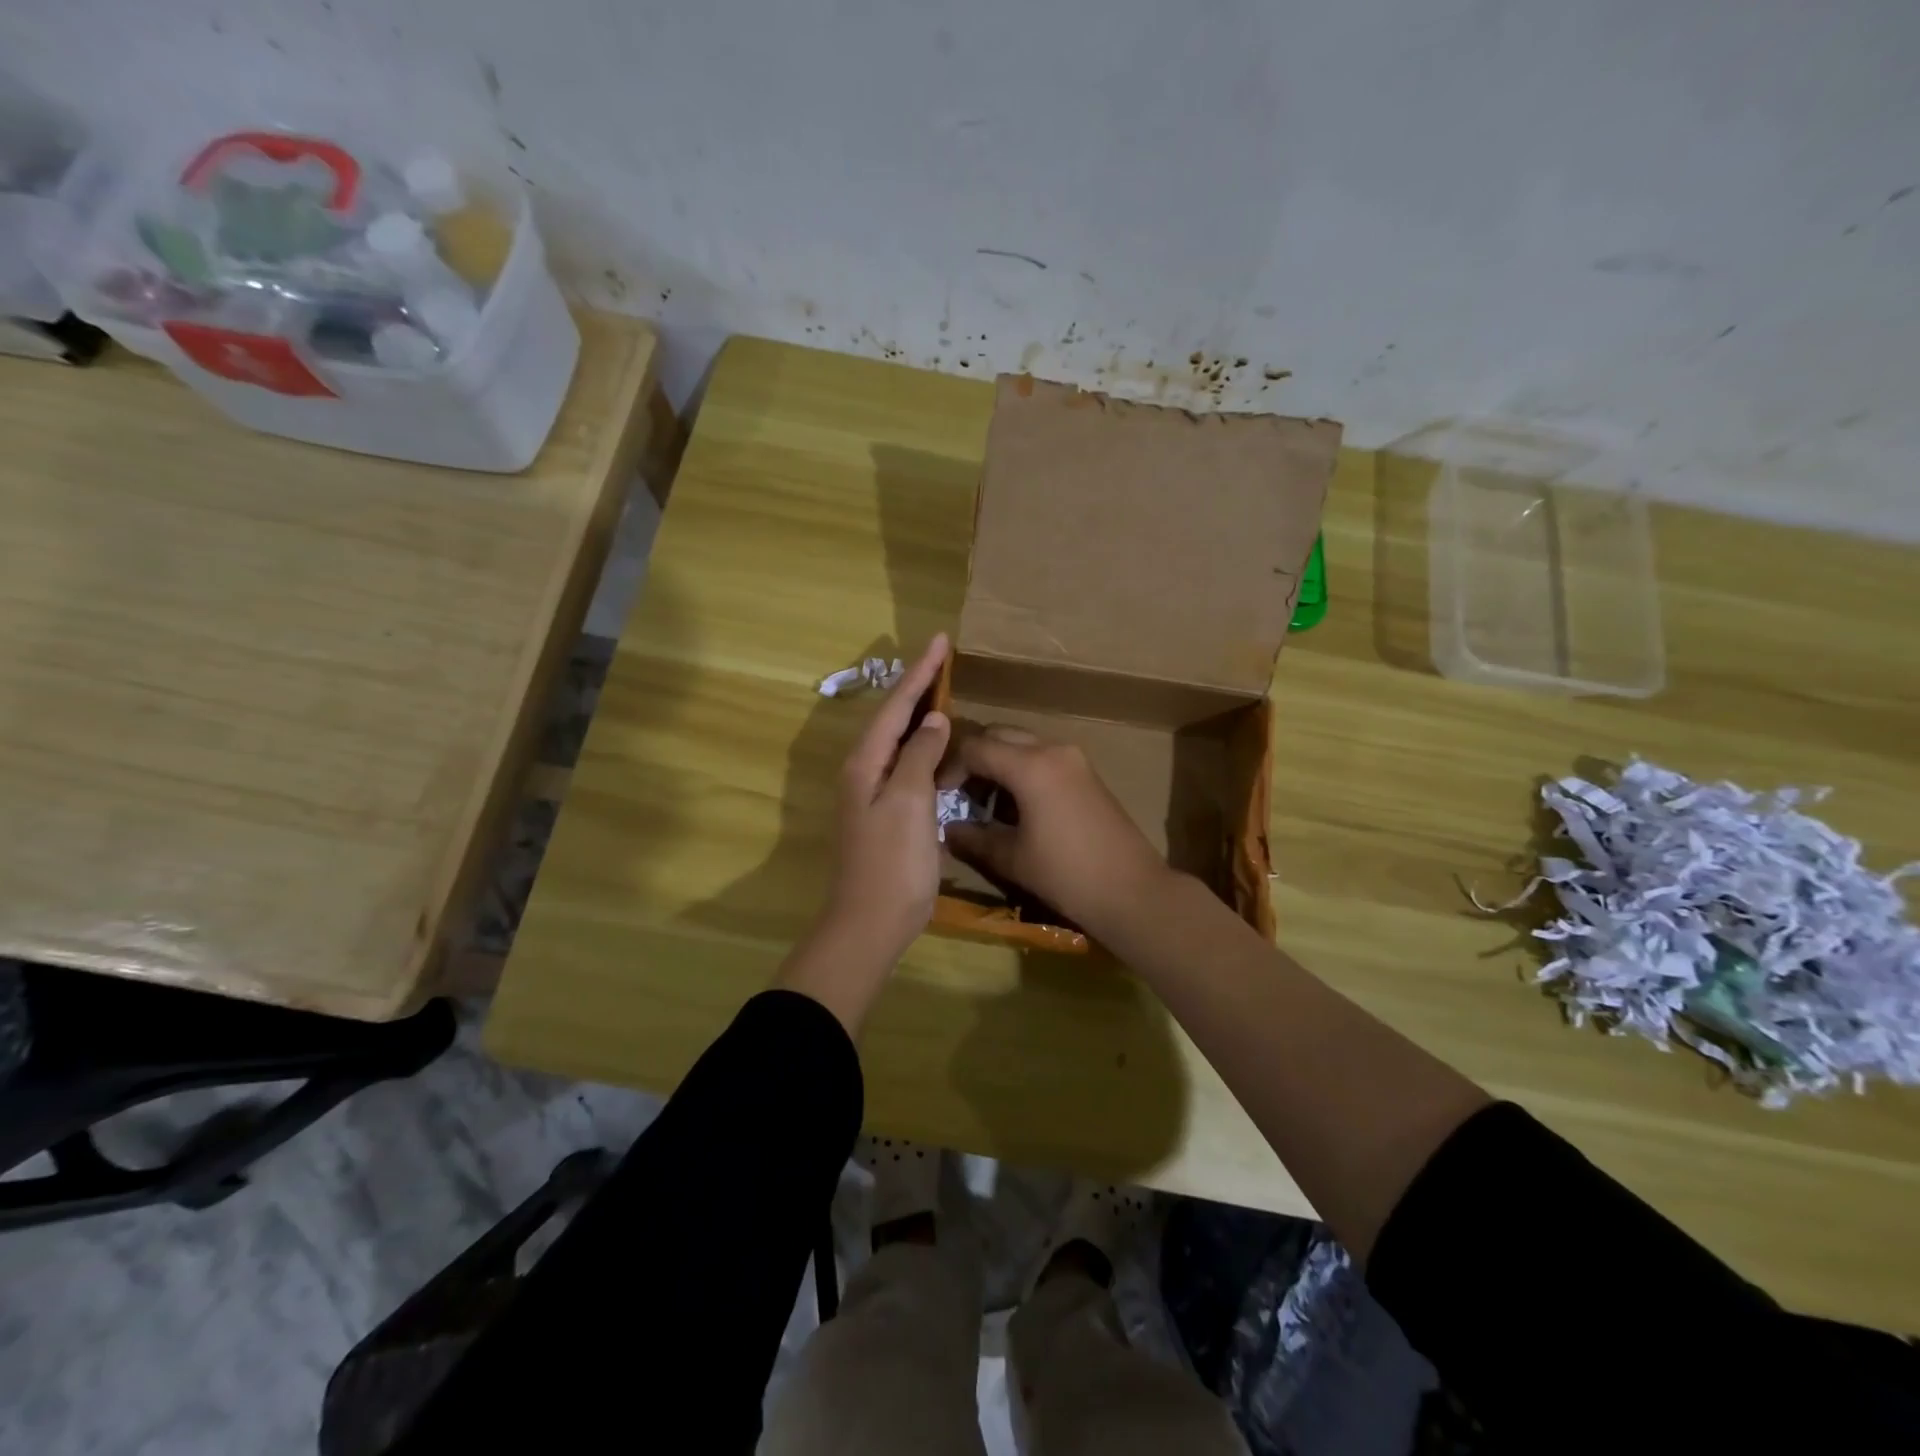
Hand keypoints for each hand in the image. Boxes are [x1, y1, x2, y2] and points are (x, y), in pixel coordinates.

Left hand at [777, 635, 950, 1030]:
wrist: (870, 923)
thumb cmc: (892, 861)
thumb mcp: (909, 801)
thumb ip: (920, 754)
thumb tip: (934, 720)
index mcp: (866, 762)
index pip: (896, 705)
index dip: (920, 672)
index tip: (941, 639)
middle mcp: (864, 770)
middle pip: (893, 717)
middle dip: (917, 686)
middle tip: (942, 658)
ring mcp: (873, 793)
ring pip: (899, 740)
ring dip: (919, 713)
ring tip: (943, 690)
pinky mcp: (886, 813)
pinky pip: (906, 764)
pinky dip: (924, 746)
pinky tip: (940, 746)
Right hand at [943, 725, 1173, 942]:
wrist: (1132, 890)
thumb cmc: (1066, 874)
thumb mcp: (1011, 858)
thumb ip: (973, 837)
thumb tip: (947, 829)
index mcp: (1030, 765)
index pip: (976, 747)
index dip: (951, 768)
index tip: (940, 795)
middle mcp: (1052, 749)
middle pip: (1000, 735)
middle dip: (974, 758)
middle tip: (960, 793)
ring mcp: (1074, 759)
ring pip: (1023, 744)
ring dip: (999, 763)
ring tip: (986, 803)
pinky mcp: (1087, 773)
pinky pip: (1044, 757)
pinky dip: (1022, 770)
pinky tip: (1017, 806)